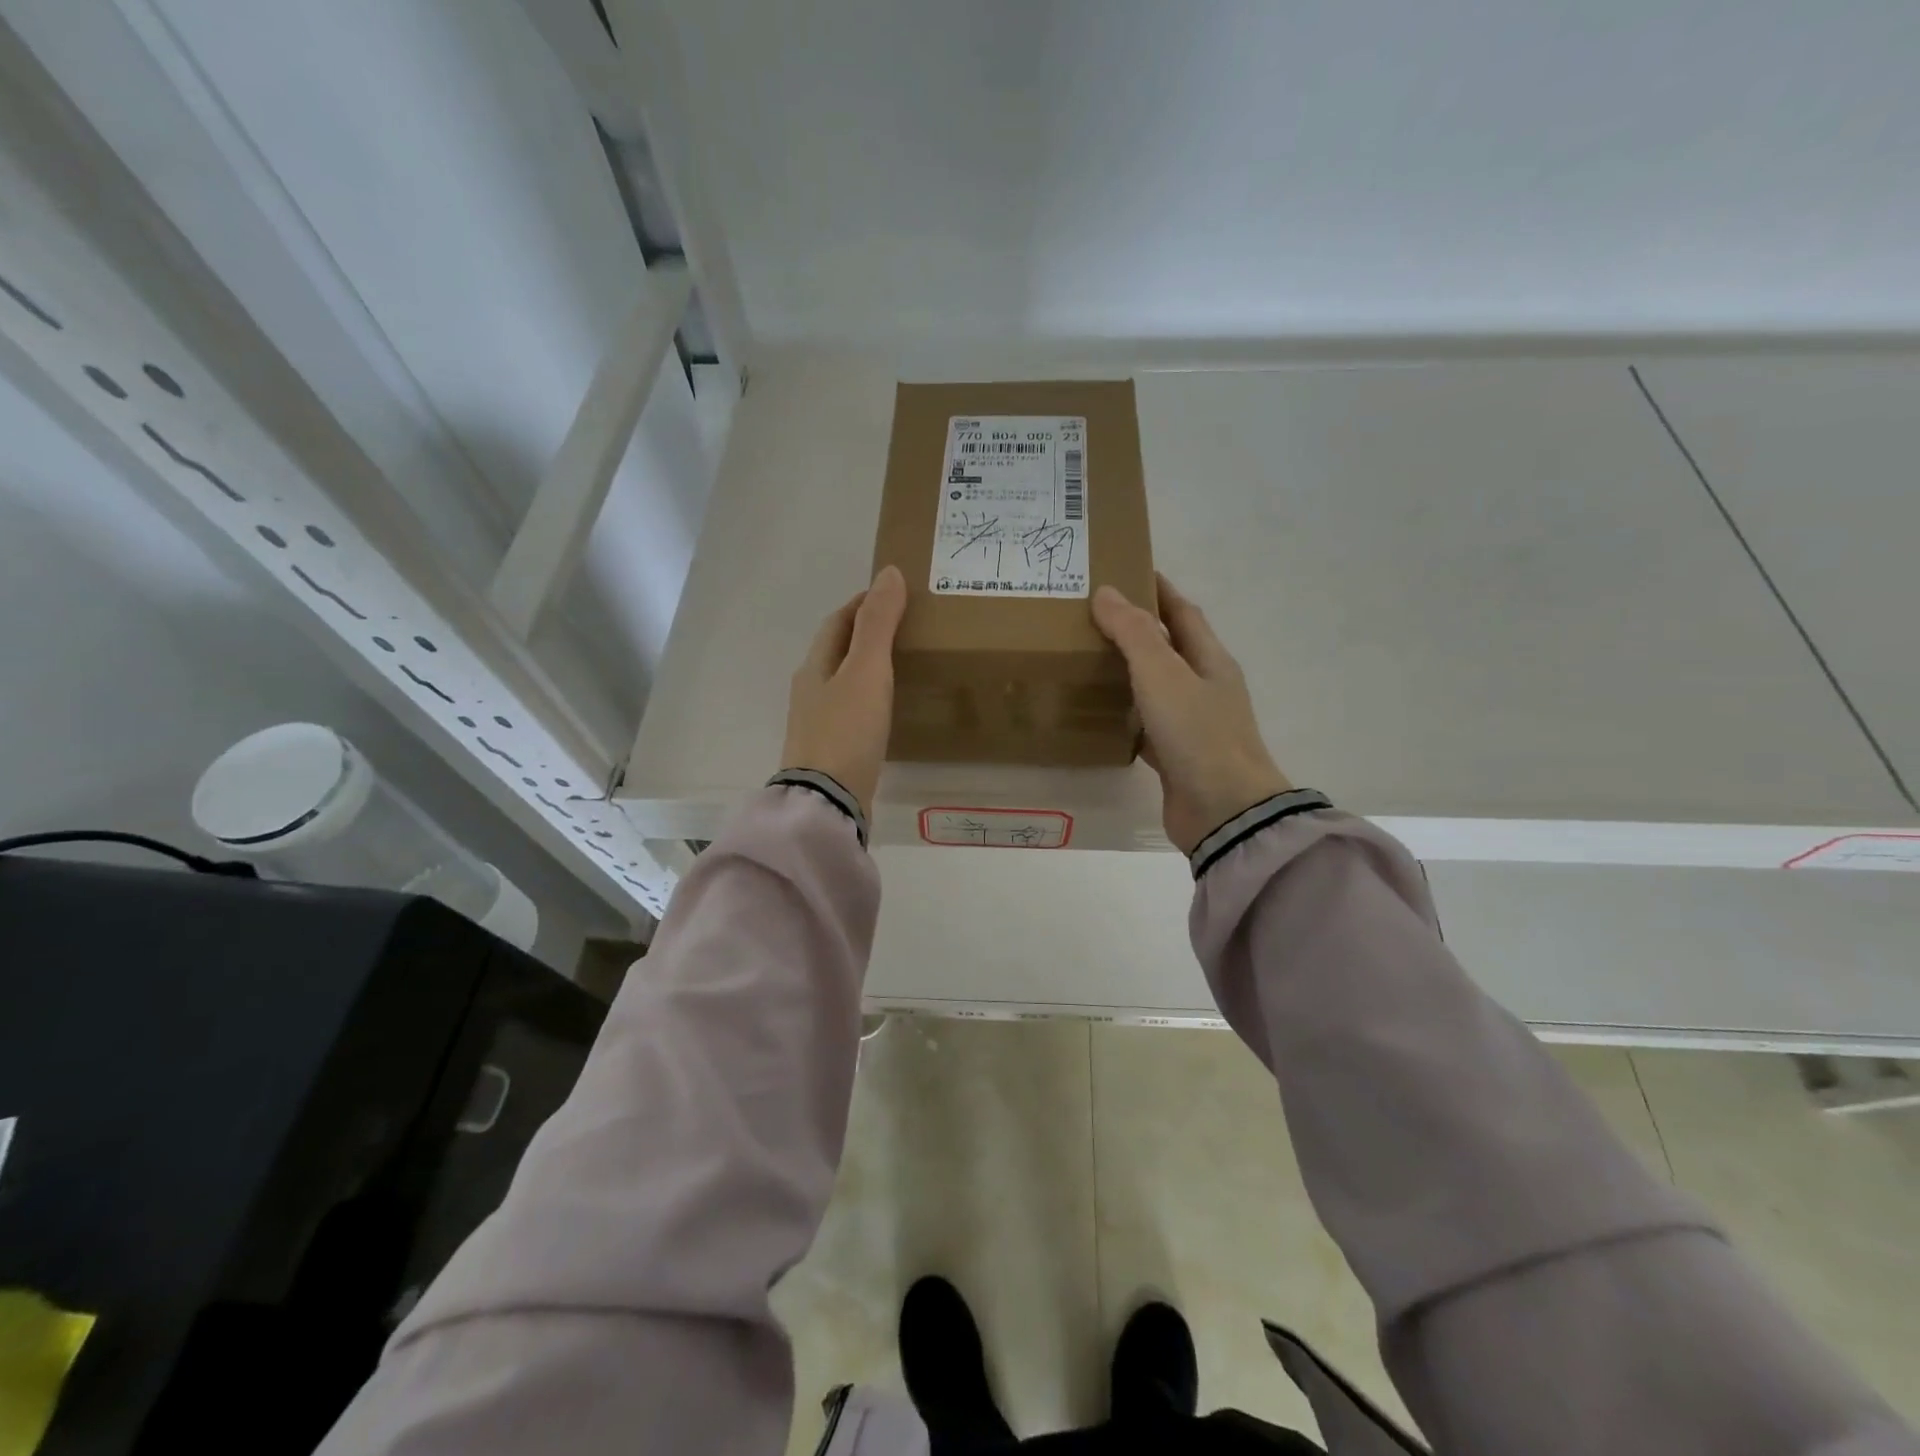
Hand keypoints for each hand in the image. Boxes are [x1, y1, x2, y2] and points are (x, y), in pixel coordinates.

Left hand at [781, 566, 907, 816]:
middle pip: (836, 652)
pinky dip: (868, 699)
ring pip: (843, 683)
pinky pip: (851, 712)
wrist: (827, 801)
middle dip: (864, 634)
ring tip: (900, 664)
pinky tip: (887, 710)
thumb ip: (878, 623)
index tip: (892, 594)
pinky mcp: (830, 751)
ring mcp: (817, 724)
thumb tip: (889, 573)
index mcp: (814, 667)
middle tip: (904, 627)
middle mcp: (810, 691)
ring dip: (866, 668)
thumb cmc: (846, 730)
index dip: (862, 603)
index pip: (837, 623)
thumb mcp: (865, 670)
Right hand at [1092, 573, 1290, 853]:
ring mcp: (1192, 724)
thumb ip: (1133, 634)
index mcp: (1210, 660)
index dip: (1158, 590)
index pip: (1183, 613)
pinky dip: (1125, 715)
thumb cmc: (1198, 735)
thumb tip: (1107, 593)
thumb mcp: (1163, 675)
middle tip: (1091, 616)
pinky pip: (1146, 725)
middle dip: (1137, 629)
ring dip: (1129, 671)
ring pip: (1156, 687)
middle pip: (1169, 647)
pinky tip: (1099, 714)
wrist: (1223, 812)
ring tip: (1088, 658)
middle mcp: (1204, 687)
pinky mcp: (1176, 756)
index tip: (1127, 571)